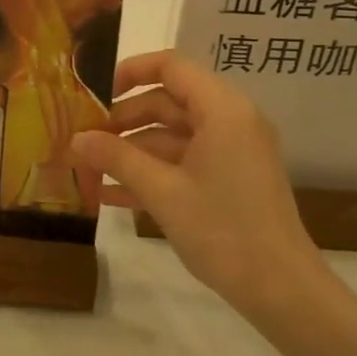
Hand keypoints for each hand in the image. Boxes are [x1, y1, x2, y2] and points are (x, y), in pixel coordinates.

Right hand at [71, 51, 327, 314]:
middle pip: (168, 102)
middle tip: (85, 140)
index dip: (130, 73)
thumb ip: (117, 158)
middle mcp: (231, 120)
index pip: (171, 67)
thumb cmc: (222, 229)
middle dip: (123, 120)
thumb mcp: (162, 191)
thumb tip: (76, 138)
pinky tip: (112, 195)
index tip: (94, 95)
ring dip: (132, 150)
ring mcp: (232, 151)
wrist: (280, 288)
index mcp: (222, 109)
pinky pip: (185, 161)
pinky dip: (152, 171)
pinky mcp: (230, 179)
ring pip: (172, 135)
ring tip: (90, 169)